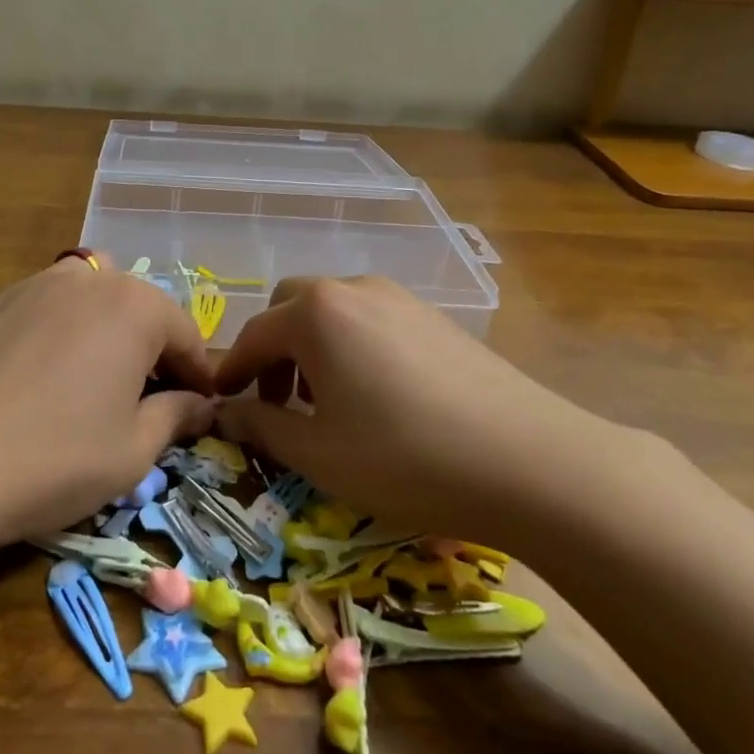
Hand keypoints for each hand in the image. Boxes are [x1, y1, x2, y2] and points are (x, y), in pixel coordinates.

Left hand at [0, 253, 215, 549]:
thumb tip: (199, 404)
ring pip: (93, 301)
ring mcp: (37, 285)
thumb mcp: (133, 451)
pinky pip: (50, 308)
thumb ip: (175, 416)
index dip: (198, 374)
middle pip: (140, 309)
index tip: (201, 408)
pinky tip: (48, 377)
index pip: (186, 334)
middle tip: (151, 400)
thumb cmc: (55, 457)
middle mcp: (90, 280)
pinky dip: (66, 333)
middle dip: (154, 350)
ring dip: (109, 334)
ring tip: (99, 383)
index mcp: (135, 307)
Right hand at [214, 276, 644, 543]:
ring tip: (326, 403)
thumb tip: (224, 412)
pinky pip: (372, 320)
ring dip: (312, 347)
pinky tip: (377, 396)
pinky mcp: (436, 318)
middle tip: (278, 402)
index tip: (221, 401)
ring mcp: (401, 298)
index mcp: (316, 314)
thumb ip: (261, 426)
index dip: (232, 370)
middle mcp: (354, 290)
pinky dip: (352, 347)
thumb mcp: (318, 453)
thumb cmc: (405, 459)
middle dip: (273, 351)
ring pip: (334, 311)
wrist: (532, 463)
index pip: (254, 334)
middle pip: (292, 308)